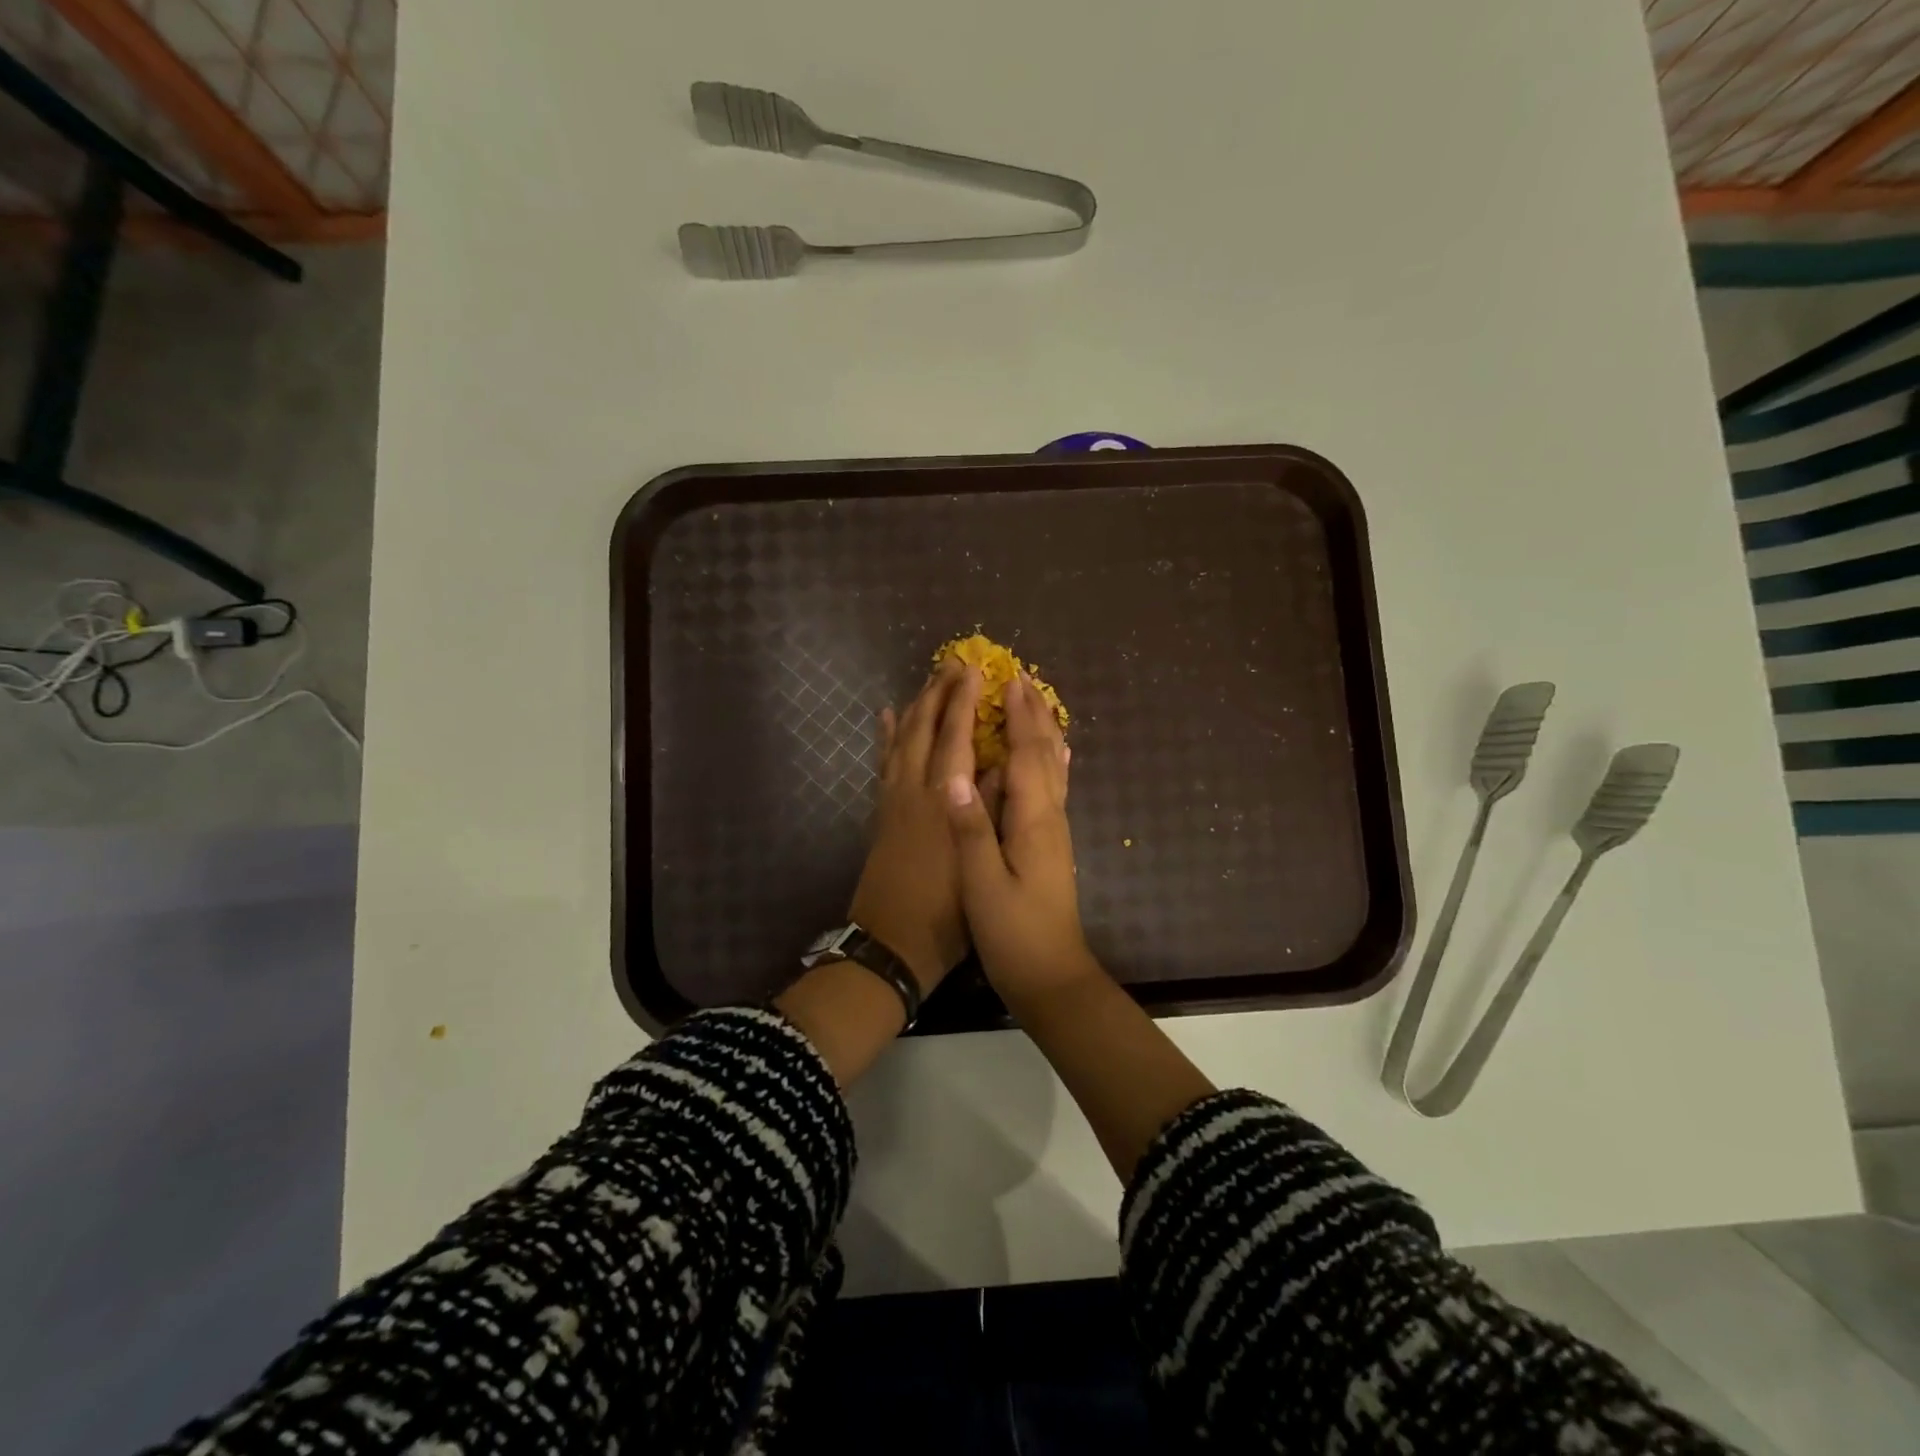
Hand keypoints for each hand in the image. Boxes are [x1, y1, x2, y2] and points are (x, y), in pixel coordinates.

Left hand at [848, 656, 983, 992]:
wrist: (891, 944)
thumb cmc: (946, 910)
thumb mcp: (980, 860)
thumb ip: (988, 808)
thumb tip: (1001, 763)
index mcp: (943, 799)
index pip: (955, 736)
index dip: (965, 700)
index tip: (975, 670)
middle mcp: (914, 789)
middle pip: (924, 728)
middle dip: (938, 692)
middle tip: (952, 662)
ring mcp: (893, 799)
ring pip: (900, 739)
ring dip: (915, 706)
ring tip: (928, 681)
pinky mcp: (881, 812)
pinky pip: (882, 762)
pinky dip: (885, 736)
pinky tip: (886, 717)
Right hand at [944, 672, 1100, 1009]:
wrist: (1052, 976)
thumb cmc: (1014, 933)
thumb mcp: (984, 885)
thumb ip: (971, 830)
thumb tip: (952, 776)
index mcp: (1033, 820)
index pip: (1025, 755)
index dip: (1016, 717)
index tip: (1007, 680)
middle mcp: (1050, 816)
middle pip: (1045, 753)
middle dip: (1034, 714)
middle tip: (1021, 677)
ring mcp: (1055, 830)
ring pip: (1054, 767)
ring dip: (1044, 730)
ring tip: (1035, 703)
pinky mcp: (1052, 843)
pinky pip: (1053, 786)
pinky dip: (1051, 760)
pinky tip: (1055, 756)